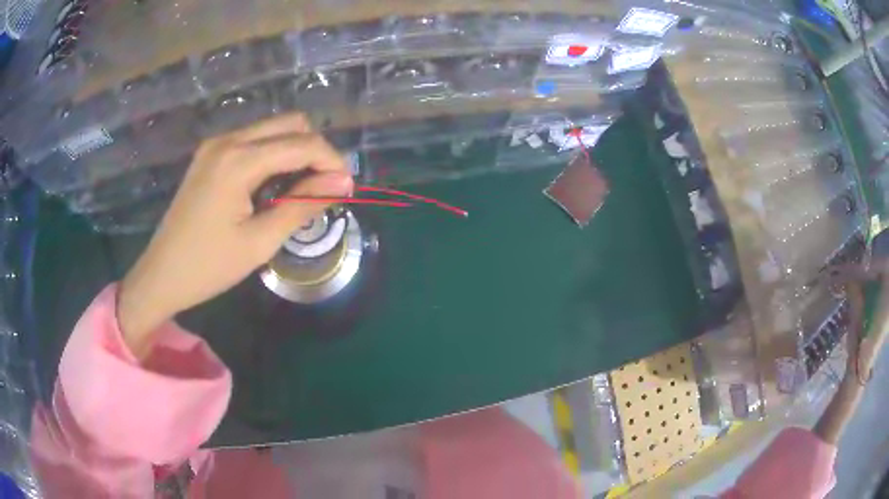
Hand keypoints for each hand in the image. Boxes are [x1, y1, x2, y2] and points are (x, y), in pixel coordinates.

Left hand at [117, 114, 352, 358]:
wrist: (161, 275)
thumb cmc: (209, 266)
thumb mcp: (260, 242)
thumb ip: (303, 205)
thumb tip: (343, 182)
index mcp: (239, 160)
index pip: (302, 144)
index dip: (332, 161)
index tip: (347, 188)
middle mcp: (228, 140)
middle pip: (290, 123)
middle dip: (316, 150)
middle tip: (323, 187)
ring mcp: (216, 144)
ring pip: (272, 128)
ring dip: (295, 150)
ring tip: (301, 189)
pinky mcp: (210, 154)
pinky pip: (253, 140)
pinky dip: (274, 154)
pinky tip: (273, 184)